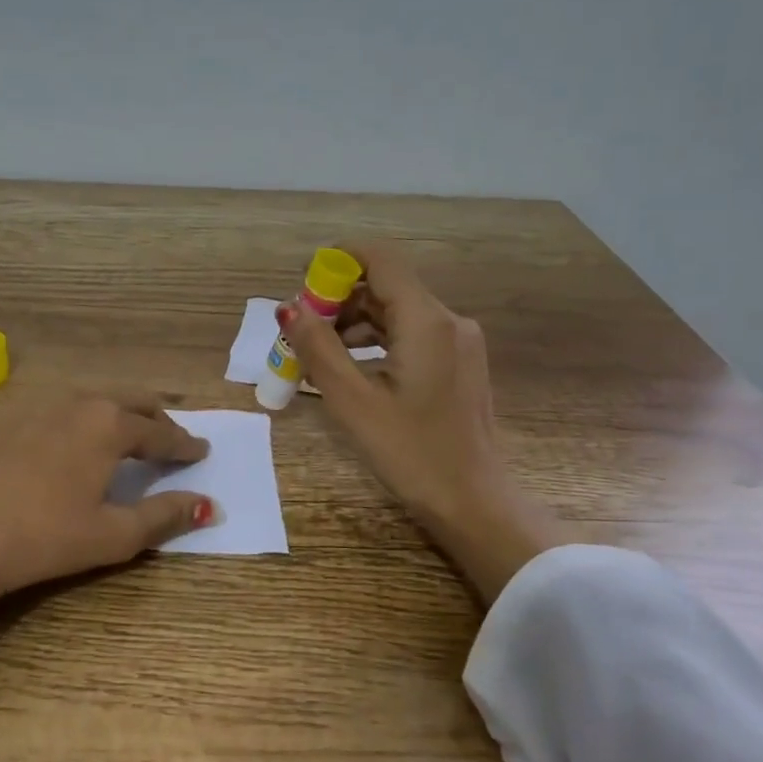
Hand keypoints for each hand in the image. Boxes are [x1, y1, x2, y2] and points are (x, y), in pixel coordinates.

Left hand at [0, 390, 214, 704]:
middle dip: (155, 416)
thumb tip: (209, 506)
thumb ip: (165, 516)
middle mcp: (77, 400)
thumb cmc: (44, 538)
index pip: (161, 431)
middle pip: (130, 399)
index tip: (201, 451)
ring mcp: (35, 401)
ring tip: (122, 432)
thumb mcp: (113, 535)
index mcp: (110, 424)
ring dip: (115, 410)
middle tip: (169, 437)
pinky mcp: (1, 413)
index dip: (185, 444)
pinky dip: (74, 415)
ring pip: (90, 396)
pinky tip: (66, 436)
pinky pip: (52, 404)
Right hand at [280, 243, 568, 601]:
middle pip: (386, 286)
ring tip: (317, 357)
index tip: (302, 282)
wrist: (474, 503)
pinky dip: (376, 342)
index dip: (338, 260)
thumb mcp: (353, 402)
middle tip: (300, 332)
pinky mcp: (458, 364)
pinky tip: (351, 371)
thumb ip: (318, 349)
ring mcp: (459, 342)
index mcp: (426, 321)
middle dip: (338, 300)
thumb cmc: (411, 453)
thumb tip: (288, 308)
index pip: (380, 259)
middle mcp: (448, 320)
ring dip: (354, 324)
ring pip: (397, 312)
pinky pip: (410, 335)